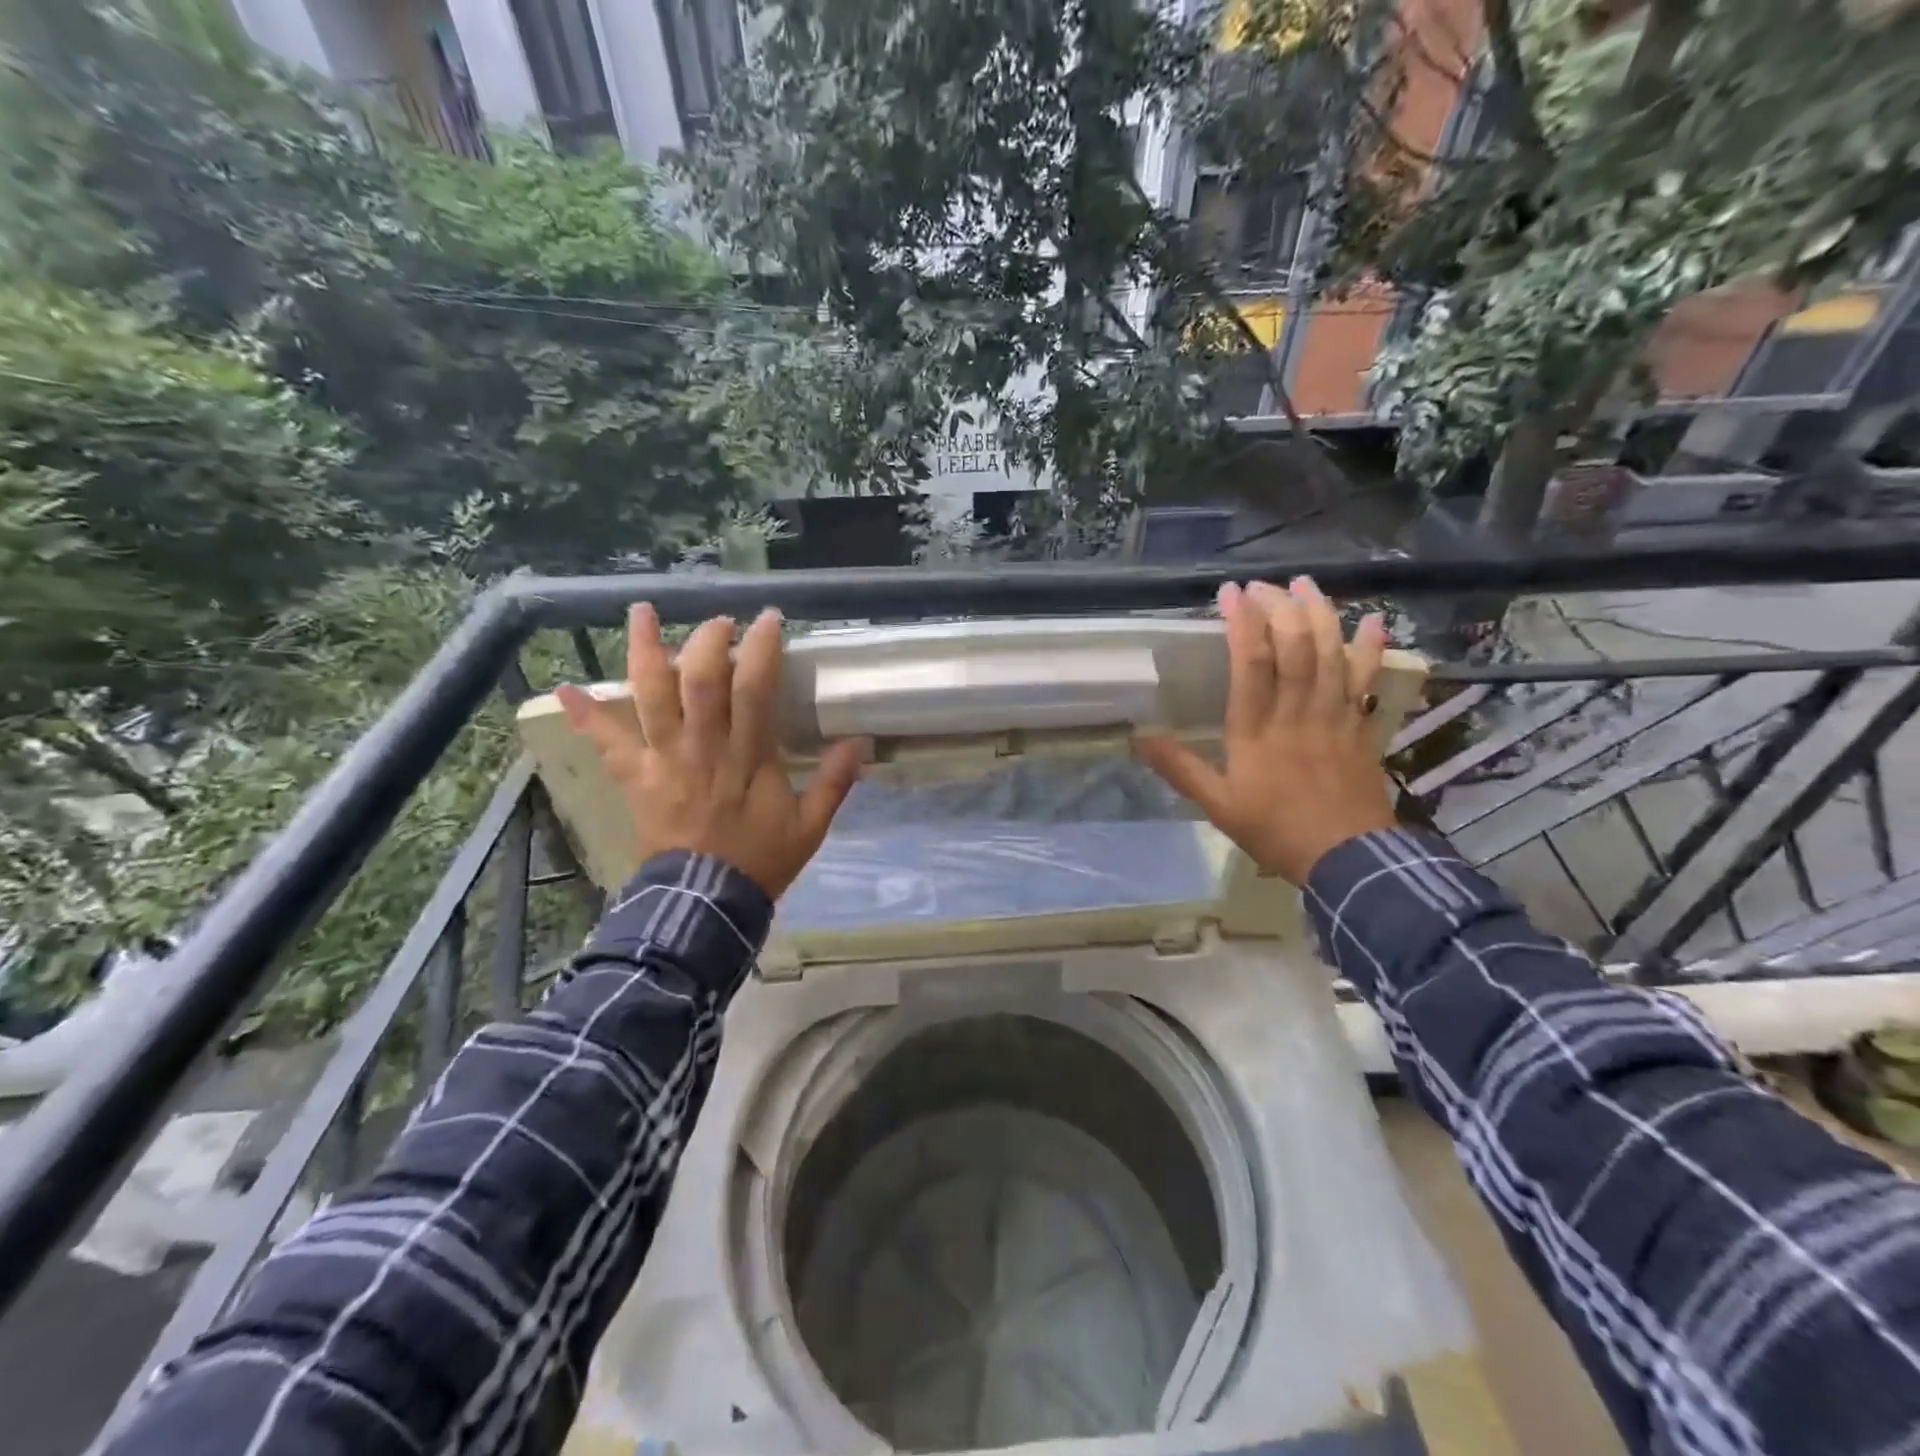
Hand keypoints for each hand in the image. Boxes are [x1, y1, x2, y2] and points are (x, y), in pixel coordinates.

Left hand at [554, 604, 867, 898]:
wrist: (706, 901)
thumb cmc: (760, 860)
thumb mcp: (810, 826)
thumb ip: (834, 783)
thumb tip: (861, 742)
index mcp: (748, 758)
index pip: (754, 690)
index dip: (760, 649)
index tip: (768, 619)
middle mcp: (703, 748)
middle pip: (700, 681)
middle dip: (708, 640)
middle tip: (720, 622)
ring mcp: (664, 760)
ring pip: (652, 697)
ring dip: (645, 651)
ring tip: (642, 612)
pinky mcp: (637, 777)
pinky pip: (607, 742)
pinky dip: (585, 715)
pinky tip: (562, 688)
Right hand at [1135, 577, 1396, 884]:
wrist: (1347, 860)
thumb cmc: (1275, 830)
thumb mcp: (1217, 806)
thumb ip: (1180, 769)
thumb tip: (1139, 738)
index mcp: (1257, 730)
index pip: (1251, 664)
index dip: (1242, 622)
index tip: (1230, 593)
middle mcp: (1297, 713)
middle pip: (1294, 648)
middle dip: (1279, 608)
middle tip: (1264, 585)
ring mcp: (1335, 717)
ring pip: (1330, 654)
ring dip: (1320, 615)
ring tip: (1305, 584)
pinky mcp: (1361, 727)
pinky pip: (1368, 681)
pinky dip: (1372, 649)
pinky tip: (1374, 621)